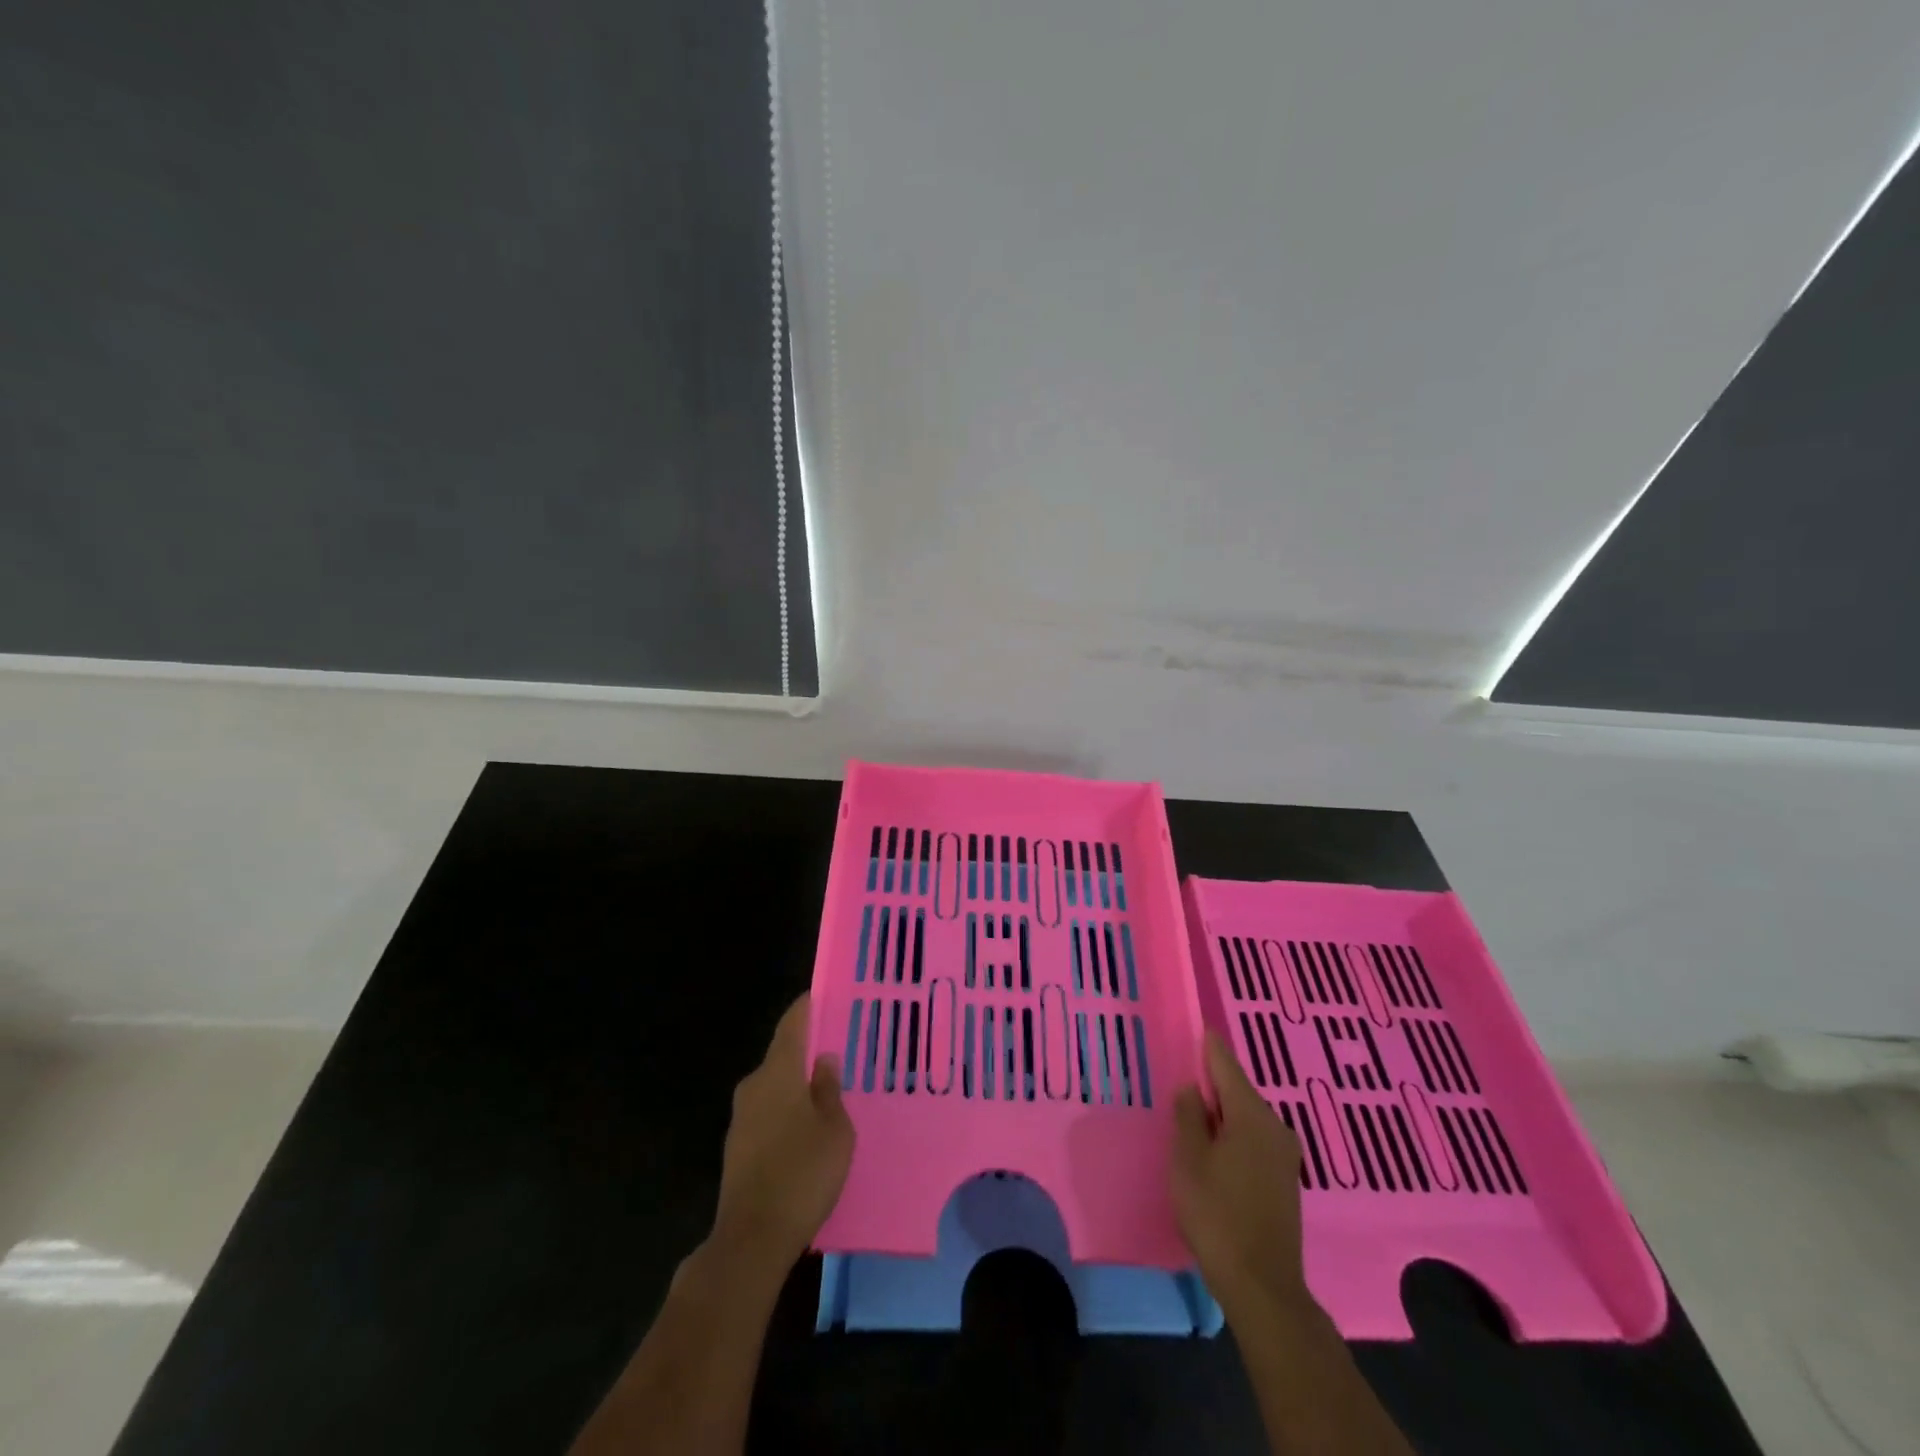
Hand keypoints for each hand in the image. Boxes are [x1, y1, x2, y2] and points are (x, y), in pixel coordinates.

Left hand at [711, 993, 853, 1274]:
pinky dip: (788, 1112)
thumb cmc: (802, 1174)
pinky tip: (809, 1129)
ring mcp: (741, 1118)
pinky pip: (768, 1114)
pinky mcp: (738, 1147)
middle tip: (841, 1050)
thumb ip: (829, 1089)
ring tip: (830, 1091)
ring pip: (775, 1087)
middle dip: (809, 1051)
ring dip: (798, 1086)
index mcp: (778, 1072)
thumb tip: (824, 1059)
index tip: (827, 994)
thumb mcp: (835, 1129)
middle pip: (783, 1055)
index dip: (809, 1006)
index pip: (793, 1023)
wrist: (751, 1239)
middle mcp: (754, 1086)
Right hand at [1171, 1032, 1312, 1315]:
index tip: (1198, 1027)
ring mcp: (1285, 1155)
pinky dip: (1234, 1135)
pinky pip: (1255, 1140)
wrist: (1263, 1286)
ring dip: (1222, 1113)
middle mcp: (1275, 1126)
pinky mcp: (1285, 1180)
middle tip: (1183, 1079)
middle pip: (1238, 1091)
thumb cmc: (1216, 1214)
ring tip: (1193, 1116)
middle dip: (1212, 1084)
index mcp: (1251, 1114)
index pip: (1226, 1065)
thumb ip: (1188, 1116)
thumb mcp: (1188, 1159)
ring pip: (1246, 1118)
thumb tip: (1192, 1088)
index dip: (1208, 1046)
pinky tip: (1215, 1149)